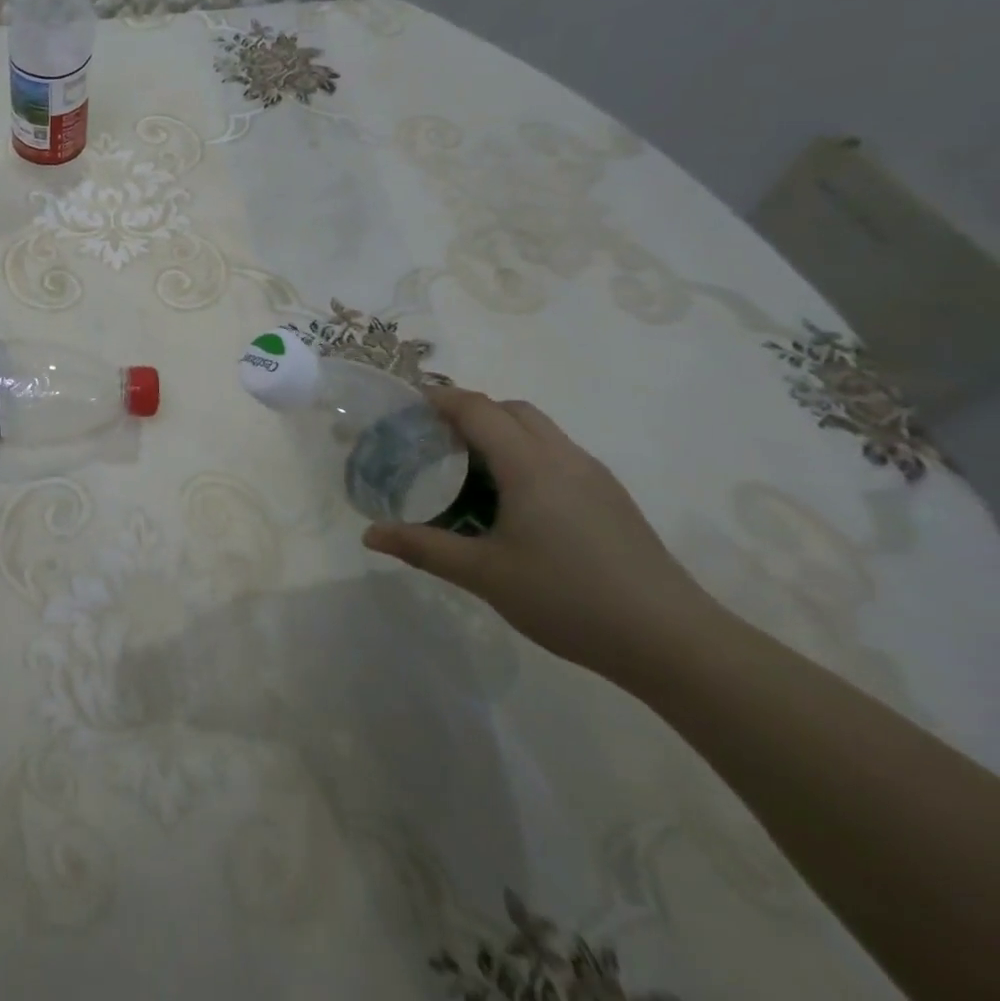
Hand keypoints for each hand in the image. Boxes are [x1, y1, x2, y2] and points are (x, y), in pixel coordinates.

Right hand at [362, 387, 716, 680]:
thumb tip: (369, 535)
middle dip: (470, 411)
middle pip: (512, 409)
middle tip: (433, 438)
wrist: (675, 643)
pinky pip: (558, 455)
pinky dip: (526, 455)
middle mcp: (564, 457)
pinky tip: (515, 501)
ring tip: (468, 468)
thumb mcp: (484, 574)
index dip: (440, 399)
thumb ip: (424, 547)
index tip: (406, 406)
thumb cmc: (569, 598)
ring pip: (540, 431)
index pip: (478, 409)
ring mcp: (595, 477)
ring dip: (501, 432)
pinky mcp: (613, 499)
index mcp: (529, 465)